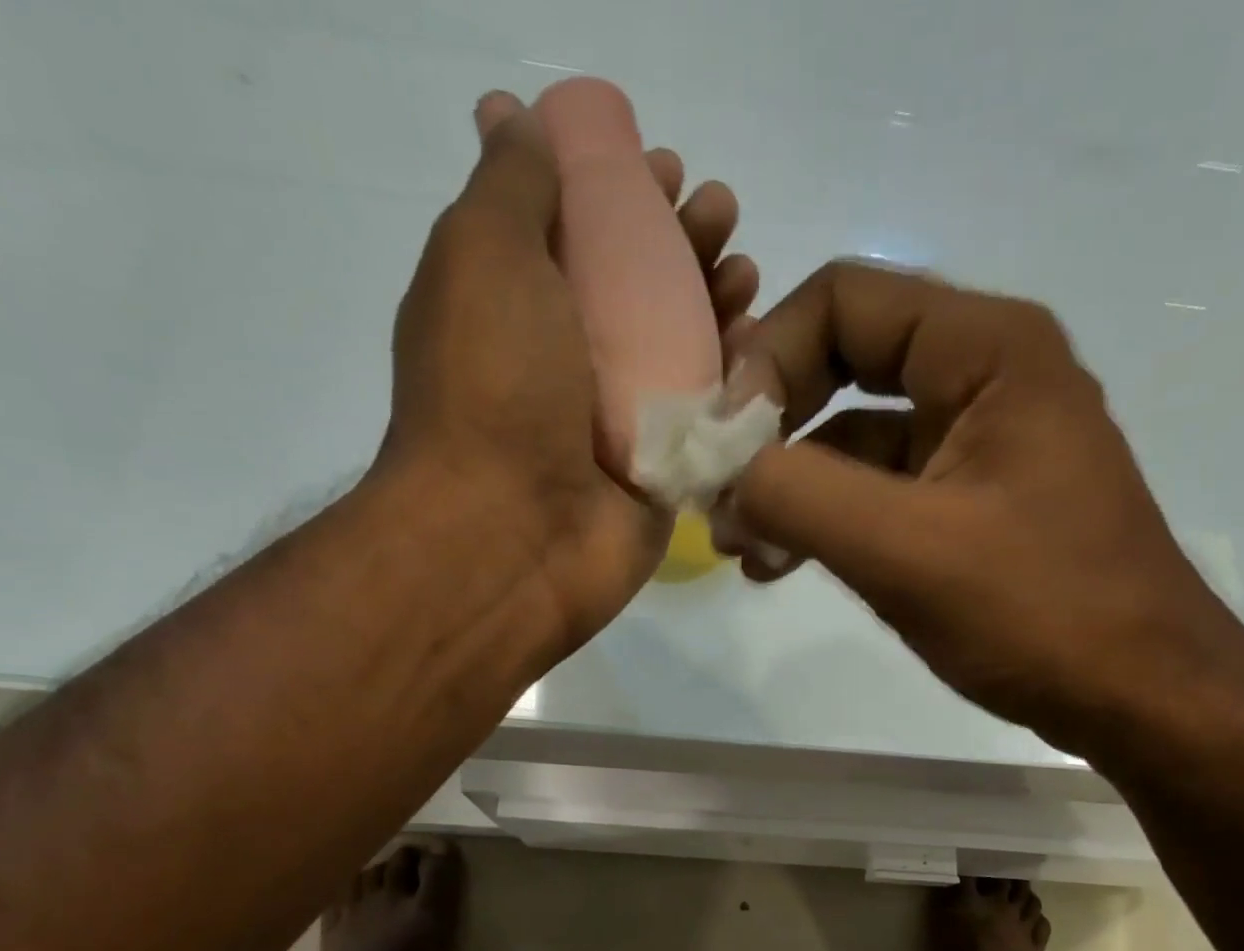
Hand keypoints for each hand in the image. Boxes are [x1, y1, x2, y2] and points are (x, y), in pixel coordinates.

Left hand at [371, 91, 760, 657]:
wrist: (514, 536)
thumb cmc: (493, 389)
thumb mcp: (483, 255)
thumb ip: (510, 185)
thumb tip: (514, 120)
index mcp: (515, 307)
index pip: (578, 233)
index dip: (622, 194)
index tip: (665, 171)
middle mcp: (565, 364)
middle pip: (637, 289)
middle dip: (682, 244)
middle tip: (721, 215)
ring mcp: (614, 423)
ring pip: (678, 351)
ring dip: (715, 304)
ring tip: (746, 274)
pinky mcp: (659, 472)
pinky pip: (705, 416)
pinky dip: (735, 379)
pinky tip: (760, 347)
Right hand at [722, 260, 1237, 755]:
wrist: (1139, 697)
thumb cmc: (1038, 612)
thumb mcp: (905, 549)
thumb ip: (800, 494)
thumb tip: (720, 470)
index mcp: (986, 348)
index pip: (843, 300)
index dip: (765, 356)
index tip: (719, 441)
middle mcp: (983, 377)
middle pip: (842, 364)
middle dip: (770, 429)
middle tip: (717, 495)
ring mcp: (976, 446)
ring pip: (854, 440)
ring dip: (788, 486)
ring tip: (738, 547)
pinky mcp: (968, 507)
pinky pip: (878, 494)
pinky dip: (825, 522)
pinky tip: (778, 566)